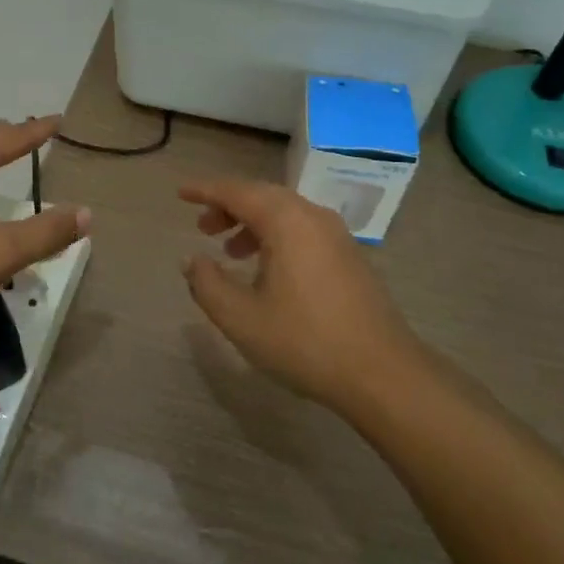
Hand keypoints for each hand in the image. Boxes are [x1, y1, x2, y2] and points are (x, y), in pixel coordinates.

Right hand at [180, 178, 421, 414]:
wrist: (382, 373)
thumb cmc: (305, 341)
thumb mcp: (241, 318)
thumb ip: (207, 284)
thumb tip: (191, 260)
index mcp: (286, 220)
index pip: (236, 191)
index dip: (205, 191)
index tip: (180, 194)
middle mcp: (312, 216)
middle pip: (262, 196)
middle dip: (228, 207)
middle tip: (202, 227)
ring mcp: (336, 235)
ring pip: (285, 213)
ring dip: (252, 223)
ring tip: (230, 251)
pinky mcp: (349, 256)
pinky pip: (303, 229)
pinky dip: (276, 236)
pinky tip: (267, 270)